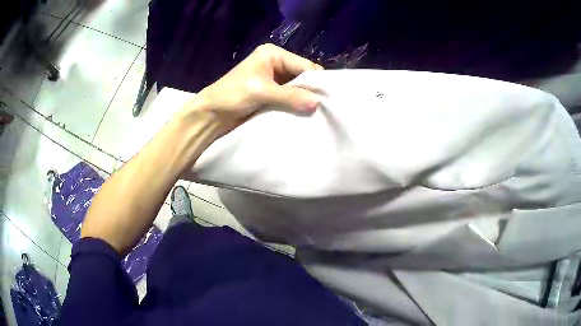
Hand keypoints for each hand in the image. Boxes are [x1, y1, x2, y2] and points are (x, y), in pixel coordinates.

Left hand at [182, 43, 322, 129]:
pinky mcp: (270, 95)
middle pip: (302, 77)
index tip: (328, 99)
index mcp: (273, 54)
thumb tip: (317, 103)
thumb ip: (290, 96)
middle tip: (324, 108)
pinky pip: (290, 99)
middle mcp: (275, 64)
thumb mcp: (261, 91)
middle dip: (311, 91)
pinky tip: (304, 115)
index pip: (304, 65)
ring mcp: (273, 80)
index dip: (316, 81)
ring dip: (304, 100)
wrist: (210, 115)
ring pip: (297, 89)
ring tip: (317, 114)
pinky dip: (296, 106)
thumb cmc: (231, 95)